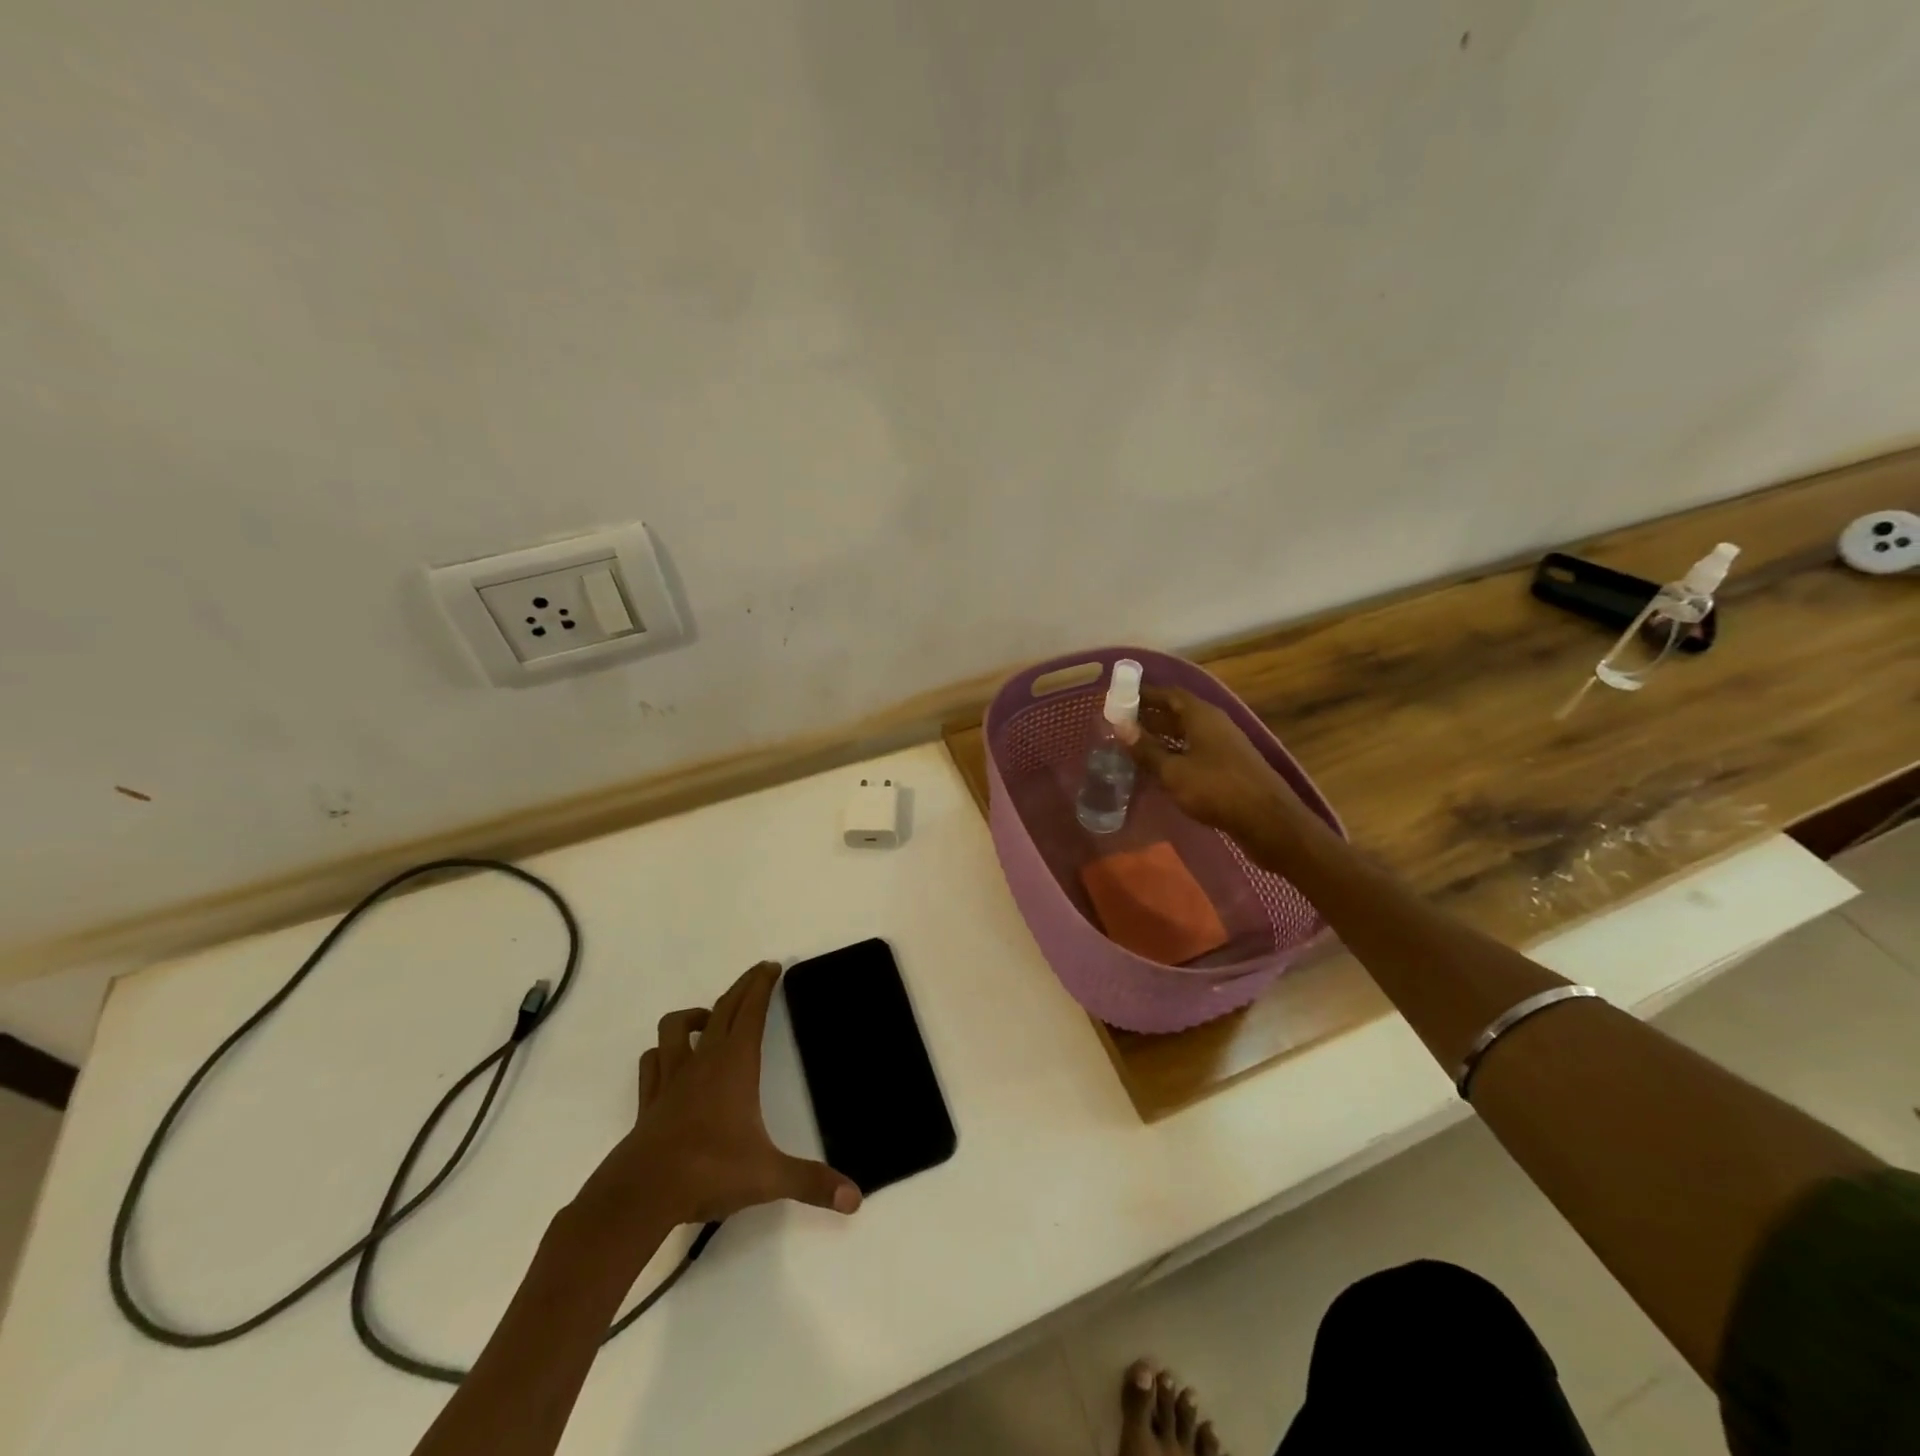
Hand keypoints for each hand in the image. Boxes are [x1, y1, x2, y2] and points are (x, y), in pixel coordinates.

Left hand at [592, 962, 860, 1226]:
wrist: (641, 1195)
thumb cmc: (708, 1171)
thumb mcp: (768, 1177)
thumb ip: (812, 1182)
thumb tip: (856, 1198)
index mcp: (734, 1065)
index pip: (751, 1011)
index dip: (762, 985)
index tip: (771, 966)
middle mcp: (703, 1061)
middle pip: (722, 1008)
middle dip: (742, 987)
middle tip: (757, 974)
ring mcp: (671, 1078)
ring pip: (676, 1027)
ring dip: (694, 1015)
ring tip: (710, 1019)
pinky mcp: (649, 1100)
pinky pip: (653, 1061)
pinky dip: (664, 1052)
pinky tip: (672, 1060)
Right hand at [1126, 686, 1306, 850]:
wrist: (1267, 820)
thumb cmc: (1216, 789)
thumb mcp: (1173, 771)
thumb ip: (1146, 749)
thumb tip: (1119, 726)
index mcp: (1202, 716)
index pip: (1170, 694)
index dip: (1145, 694)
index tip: (1120, 698)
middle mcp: (1215, 723)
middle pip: (1178, 712)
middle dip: (1151, 716)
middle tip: (1121, 724)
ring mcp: (1224, 745)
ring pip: (1187, 733)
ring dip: (1162, 736)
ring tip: (1134, 745)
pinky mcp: (1229, 766)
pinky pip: (1195, 750)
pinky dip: (1175, 752)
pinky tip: (1160, 767)